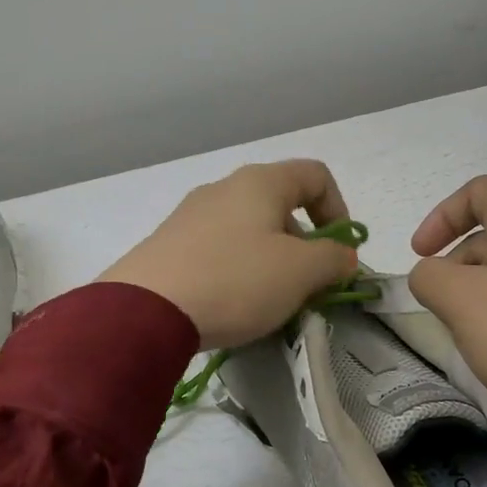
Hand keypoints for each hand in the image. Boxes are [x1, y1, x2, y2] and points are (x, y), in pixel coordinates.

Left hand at [99, 160, 359, 349]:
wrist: (145, 311)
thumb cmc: (235, 280)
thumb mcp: (300, 272)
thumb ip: (333, 259)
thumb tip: (342, 255)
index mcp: (260, 183)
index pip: (315, 176)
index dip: (339, 210)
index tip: (341, 253)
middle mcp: (224, 188)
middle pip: (281, 205)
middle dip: (305, 245)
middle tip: (308, 287)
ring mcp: (191, 215)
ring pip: (249, 230)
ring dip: (273, 261)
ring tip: (270, 302)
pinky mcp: (168, 244)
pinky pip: (219, 250)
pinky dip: (238, 270)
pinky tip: (232, 304)